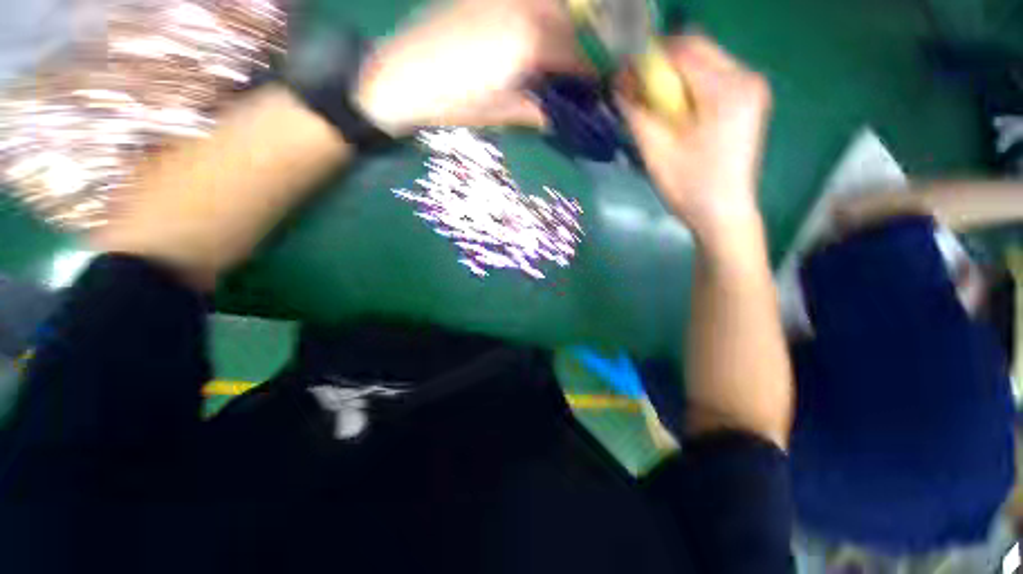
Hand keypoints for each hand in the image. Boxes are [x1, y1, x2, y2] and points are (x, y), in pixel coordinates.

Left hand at [355, 0, 585, 134]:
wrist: (399, 76)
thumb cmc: (450, 103)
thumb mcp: (498, 114)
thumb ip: (537, 109)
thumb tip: (563, 114)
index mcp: (527, 43)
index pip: (577, 54)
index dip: (591, 73)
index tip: (596, 89)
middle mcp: (524, 7)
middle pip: (572, 24)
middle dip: (583, 50)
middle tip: (581, 76)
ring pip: (552, 8)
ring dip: (564, 31)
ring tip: (558, 61)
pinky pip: (529, 4)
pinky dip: (541, 18)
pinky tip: (533, 40)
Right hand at [618, 35, 771, 240]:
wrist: (723, 214)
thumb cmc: (690, 187)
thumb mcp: (656, 151)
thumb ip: (636, 113)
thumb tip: (617, 84)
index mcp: (727, 89)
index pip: (683, 50)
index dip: (648, 58)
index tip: (623, 75)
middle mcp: (746, 77)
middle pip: (697, 49)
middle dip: (661, 65)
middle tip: (636, 90)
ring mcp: (751, 88)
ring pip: (704, 61)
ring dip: (674, 76)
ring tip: (652, 103)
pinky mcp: (748, 100)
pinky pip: (712, 77)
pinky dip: (688, 86)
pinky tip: (675, 109)